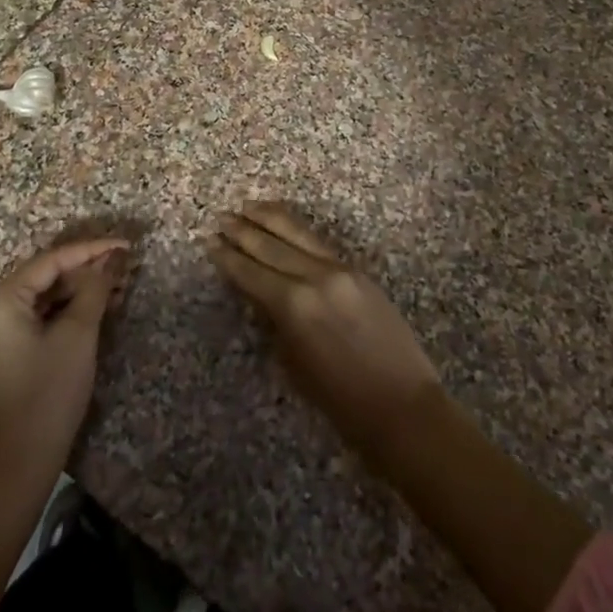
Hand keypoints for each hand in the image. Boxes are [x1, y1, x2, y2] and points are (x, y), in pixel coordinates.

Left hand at [0, 238, 130, 484]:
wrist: (15, 469)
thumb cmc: (46, 396)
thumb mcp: (77, 336)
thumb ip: (95, 289)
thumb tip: (114, 258)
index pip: (51, 261)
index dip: (91, 250)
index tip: (126, 245)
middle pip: (44, 277)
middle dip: (86, 272)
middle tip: (125, 268)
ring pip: (42, 298)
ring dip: (78, 292)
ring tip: (118, 286)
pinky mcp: (1, 353)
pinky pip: (35, 318)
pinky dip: (64, 313)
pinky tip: (95, 310)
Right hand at [206, 203, 440, 465]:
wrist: (402, 405)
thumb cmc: (341, 401)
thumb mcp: (294, 364)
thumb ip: (276, 322)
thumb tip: (262, 297)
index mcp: (293, 305)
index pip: (251, 273)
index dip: (228, 258)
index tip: (210, 241)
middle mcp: (314, 277)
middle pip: (271, 246)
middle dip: (244, 231)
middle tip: (222, 217)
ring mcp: (340, 270)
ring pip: (298, 235)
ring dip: (271, 219)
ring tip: (249, 206)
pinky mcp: (358, 272)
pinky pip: (319, 244)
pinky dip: (298, 231)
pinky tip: (287, 226)